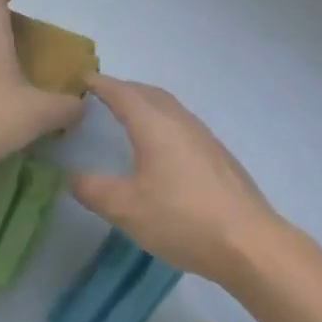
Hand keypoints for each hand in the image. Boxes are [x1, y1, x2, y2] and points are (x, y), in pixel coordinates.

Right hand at [69, 75, 284, 287]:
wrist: (248, 242)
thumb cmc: (182, 219)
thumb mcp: (126, 209)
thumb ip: (94, 190)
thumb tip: (72, 176)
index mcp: (155, 125)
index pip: (122, 93)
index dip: (100, 84)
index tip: (81, 79)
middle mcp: (181, 122)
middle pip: (149, 93)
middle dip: (124, 89)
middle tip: (101, 96)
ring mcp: (205, 138)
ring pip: (170, 108)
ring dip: (147, 104)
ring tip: (128, 118)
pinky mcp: (219, 156)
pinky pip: (183, 125)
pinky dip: (163, 123)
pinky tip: (162, 149)